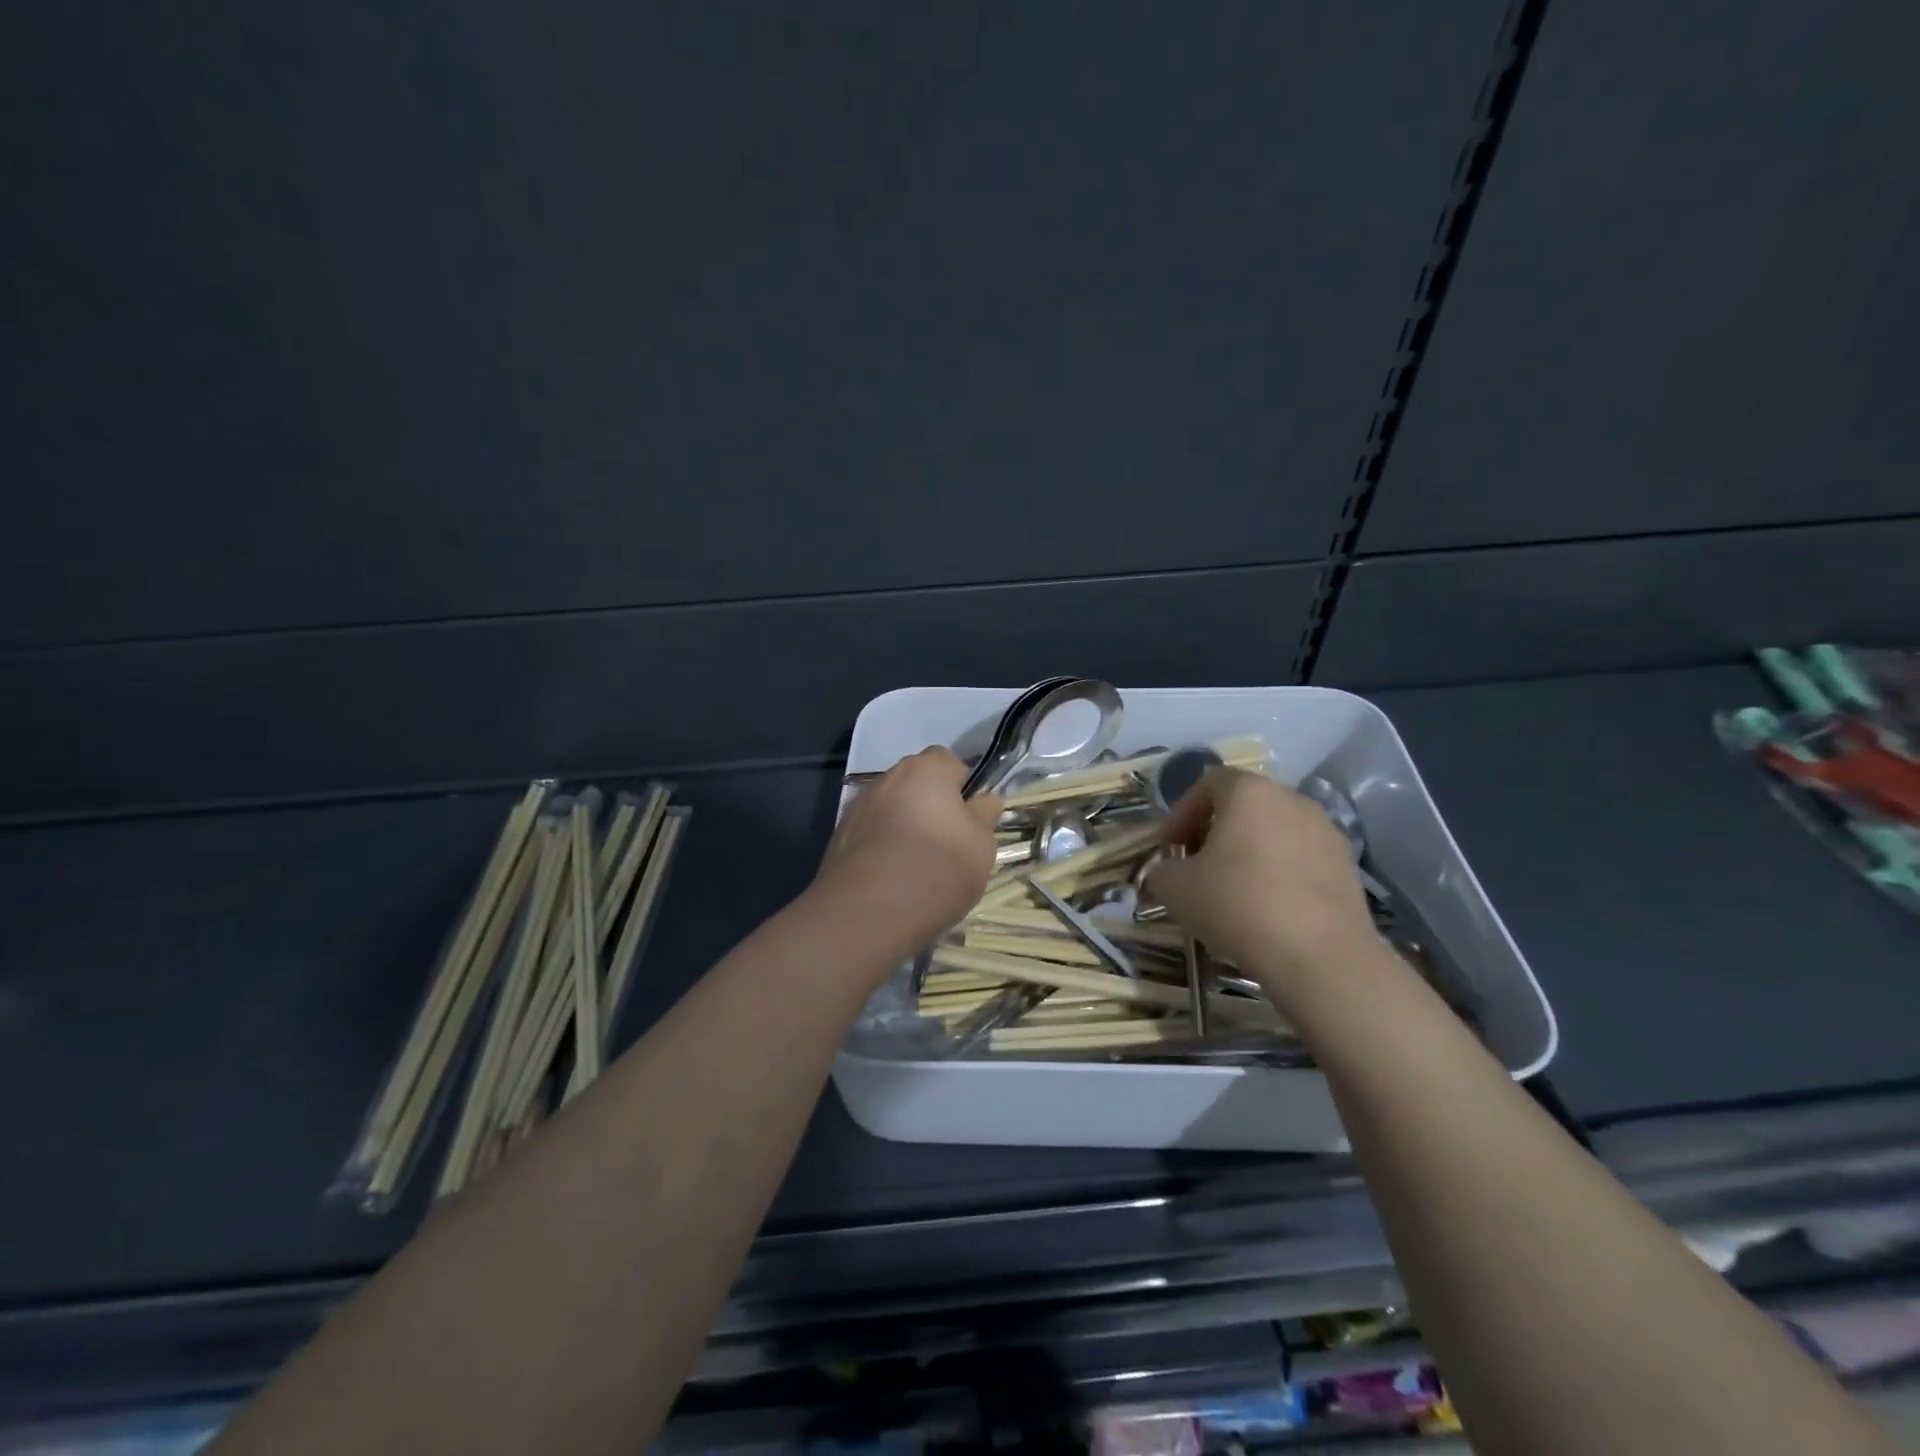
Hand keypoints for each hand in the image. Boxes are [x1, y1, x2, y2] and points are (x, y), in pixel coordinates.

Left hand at [812, 747, 1001, 959]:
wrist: (867, 912)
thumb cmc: (938, 868)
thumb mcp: (981, 845)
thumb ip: (985, 816)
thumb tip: (985, 800)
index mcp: (926, 769)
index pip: (950, 762)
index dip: (964, 787)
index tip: (971, 820)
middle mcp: (887, 778)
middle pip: (918, 784)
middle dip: (933, 806)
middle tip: (949, 845)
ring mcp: (858, 806)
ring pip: (893, 809)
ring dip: (906, 827)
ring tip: (919, 868)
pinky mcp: (838, 837)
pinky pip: (872, 834)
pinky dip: (884, 847)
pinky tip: (893, 879)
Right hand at [1148, 769, 1374, 1002]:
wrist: (1320, 956)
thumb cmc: (1236, 904)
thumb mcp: (1174, 888)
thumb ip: (1161, 871)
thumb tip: (1167, 874)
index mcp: (1249, 791)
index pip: (1207, 784)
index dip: (1181, 815)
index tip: (1169, 849)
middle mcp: (1292, 799)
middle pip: (1243, 807)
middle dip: (1214, 833)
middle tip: (1196, 868)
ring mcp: (1326, 832)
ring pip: (1274, 833)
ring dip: (1248, 853)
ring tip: (1232, 891)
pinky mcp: (1348, 867)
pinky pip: (1300, 859)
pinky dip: (1279, 874)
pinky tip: (1267, 909)